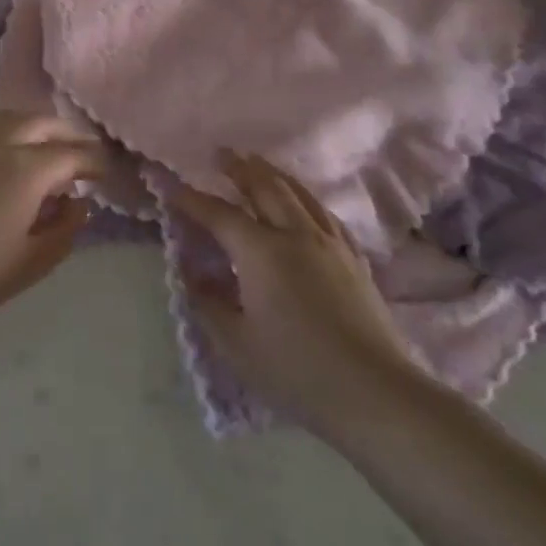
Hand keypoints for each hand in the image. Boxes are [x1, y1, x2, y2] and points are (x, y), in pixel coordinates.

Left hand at [0, 111, 103, 326]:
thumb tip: (78, 204)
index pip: (73, 154)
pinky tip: (4, 160)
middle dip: (67, 134)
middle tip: (81, 153)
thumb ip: (65, 229)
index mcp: (27, 168)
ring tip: (43, 150)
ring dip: (36, 128)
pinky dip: (8, 134)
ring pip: (11, 118)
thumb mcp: (32, 261)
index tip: (106, 173)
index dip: (95, 162)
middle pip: (42, 123)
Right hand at [176, 152, 425, 435]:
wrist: (374, 392)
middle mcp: (295, 234)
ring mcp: (329, 243)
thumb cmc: (296, 370)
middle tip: (221, 153)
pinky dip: (306, 199)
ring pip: (298, 194)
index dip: (192, 199)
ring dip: (273, 174)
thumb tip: (192, 276)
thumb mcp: (236, 345)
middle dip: (239, 168)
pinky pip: (325, 214)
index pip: (219, 214)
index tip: (170, 187)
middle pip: (264, 188)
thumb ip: (208, 305)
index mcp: (261, 252)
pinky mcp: (354, 258)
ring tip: (258, 163)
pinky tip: (305, 203)